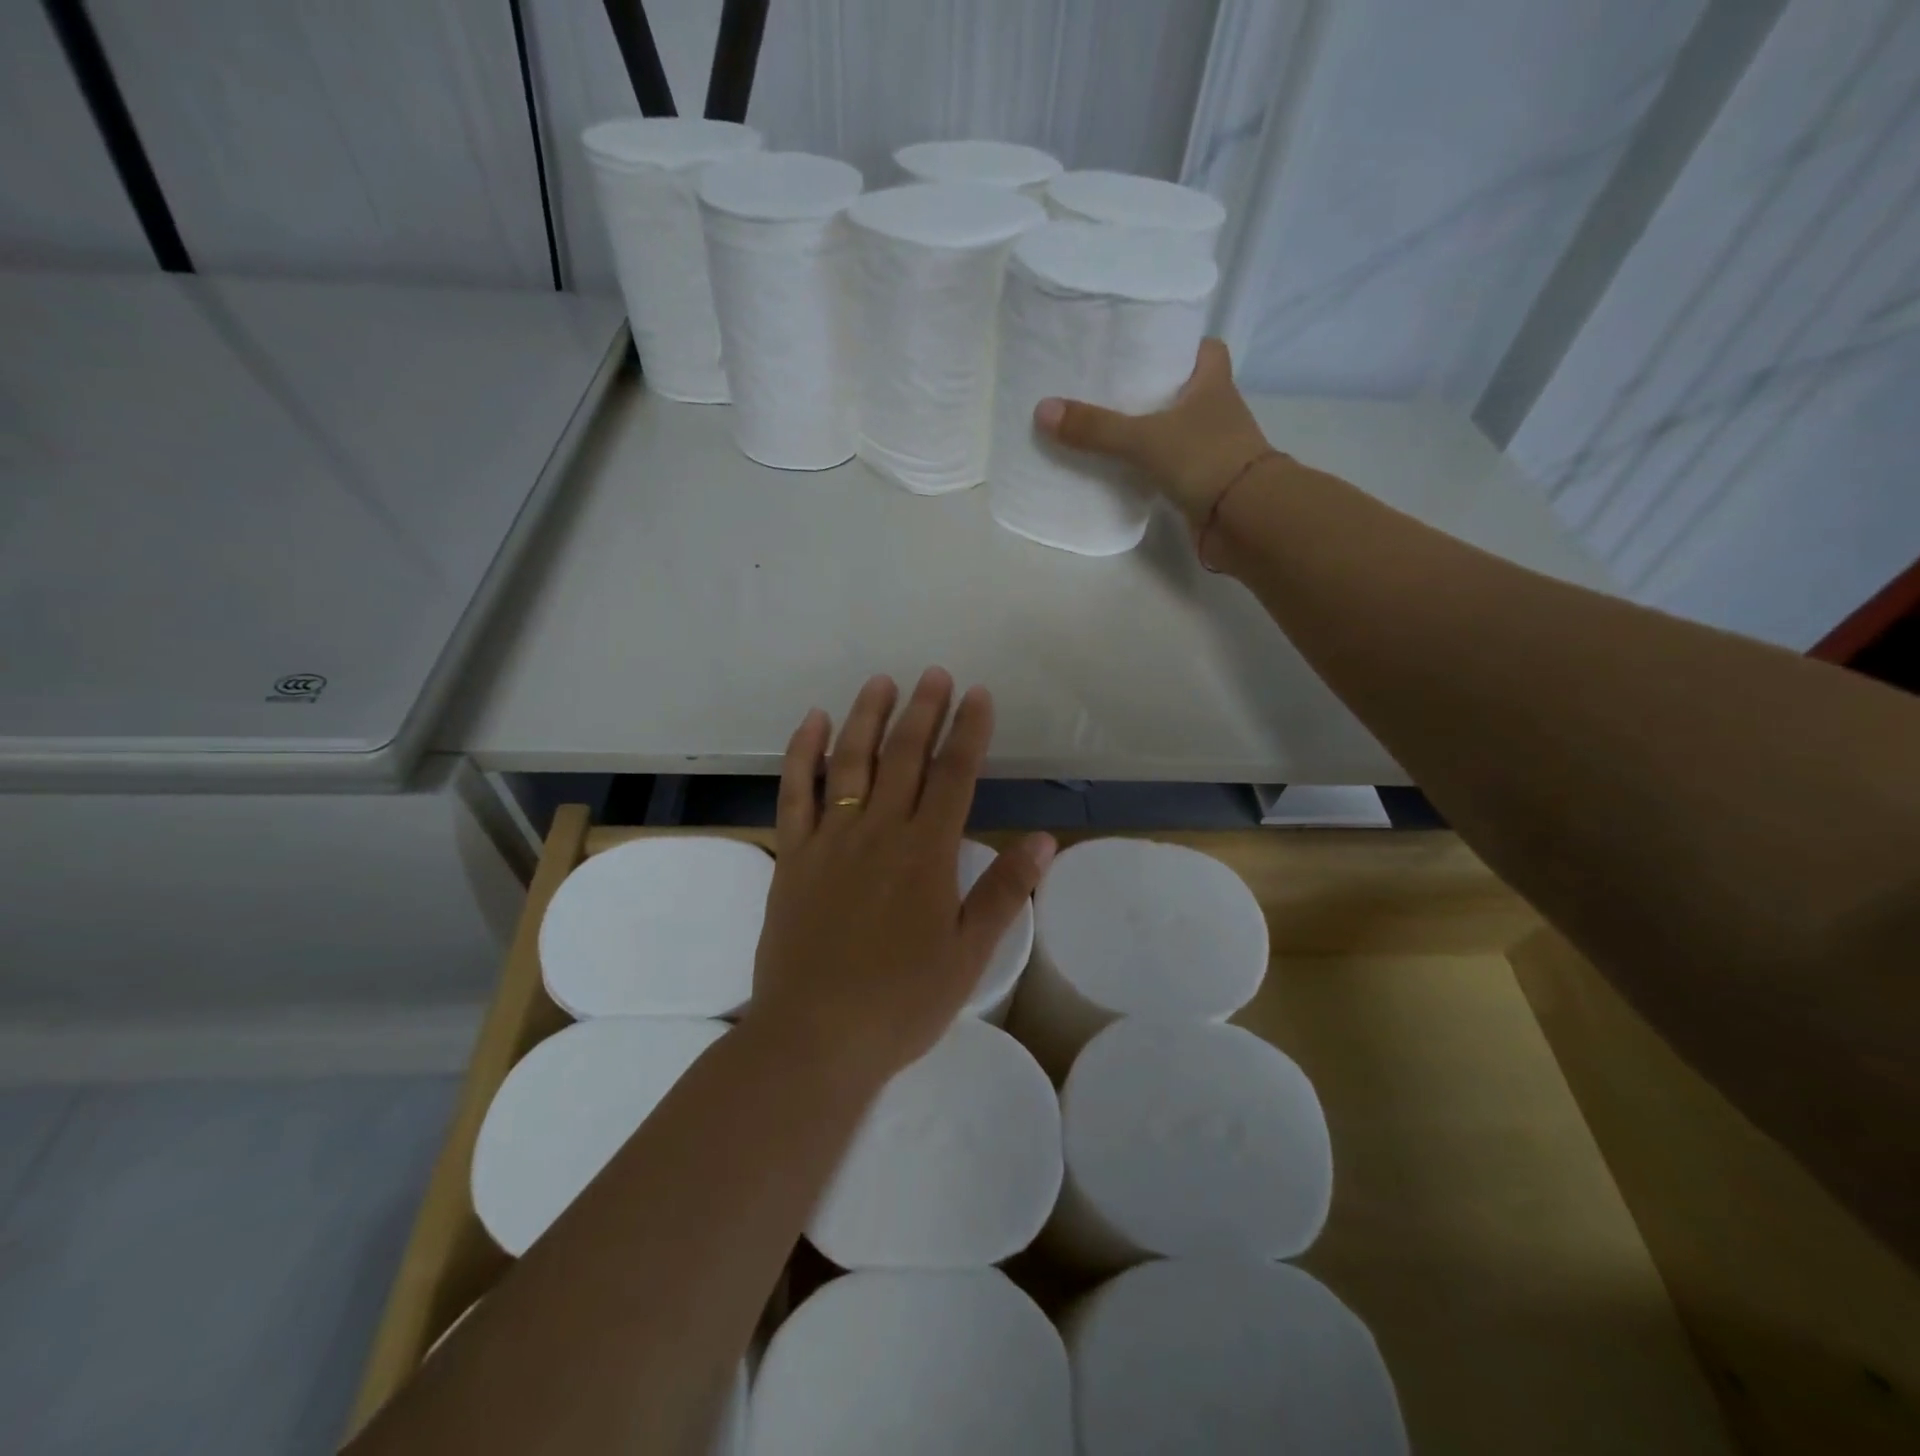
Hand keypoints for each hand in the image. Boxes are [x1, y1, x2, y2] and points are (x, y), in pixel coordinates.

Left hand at [750, 669, 1055, 1084]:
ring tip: (881, 681)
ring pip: (851, 761)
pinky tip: (814, 722)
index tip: (977, 695)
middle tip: (934, 674)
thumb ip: (1003, 891)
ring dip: (867, 716)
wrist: (815, 1037)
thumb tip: (1043, 839)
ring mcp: (830, 839)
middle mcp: (879, 831)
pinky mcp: (792, 855)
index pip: (955, 775)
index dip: (969, 731)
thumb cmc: (901, 1001)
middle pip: (904, 756)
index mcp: (927, 853)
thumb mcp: (968, 954)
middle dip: (923, 710)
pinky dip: (804, 752)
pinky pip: (795, 792)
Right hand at [1033, 338, 1271, 527]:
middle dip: (1151, 389)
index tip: (1141, 348)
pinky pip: (1170, 466)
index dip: (1175, 345)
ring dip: (1149, 430)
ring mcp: (1212, 448)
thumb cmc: (1205, 459)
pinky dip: (1150, 466)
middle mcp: (1216, 409)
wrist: (1245, 519)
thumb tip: (1043, 410)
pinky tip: (1120, 468)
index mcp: (1213, 381)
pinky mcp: (1203, 482)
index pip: (1202, 348)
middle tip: (1107, 387)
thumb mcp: (1144, 438)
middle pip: (1182, 389)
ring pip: (1175, 429)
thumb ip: (1096, 427)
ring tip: (1104, 426)